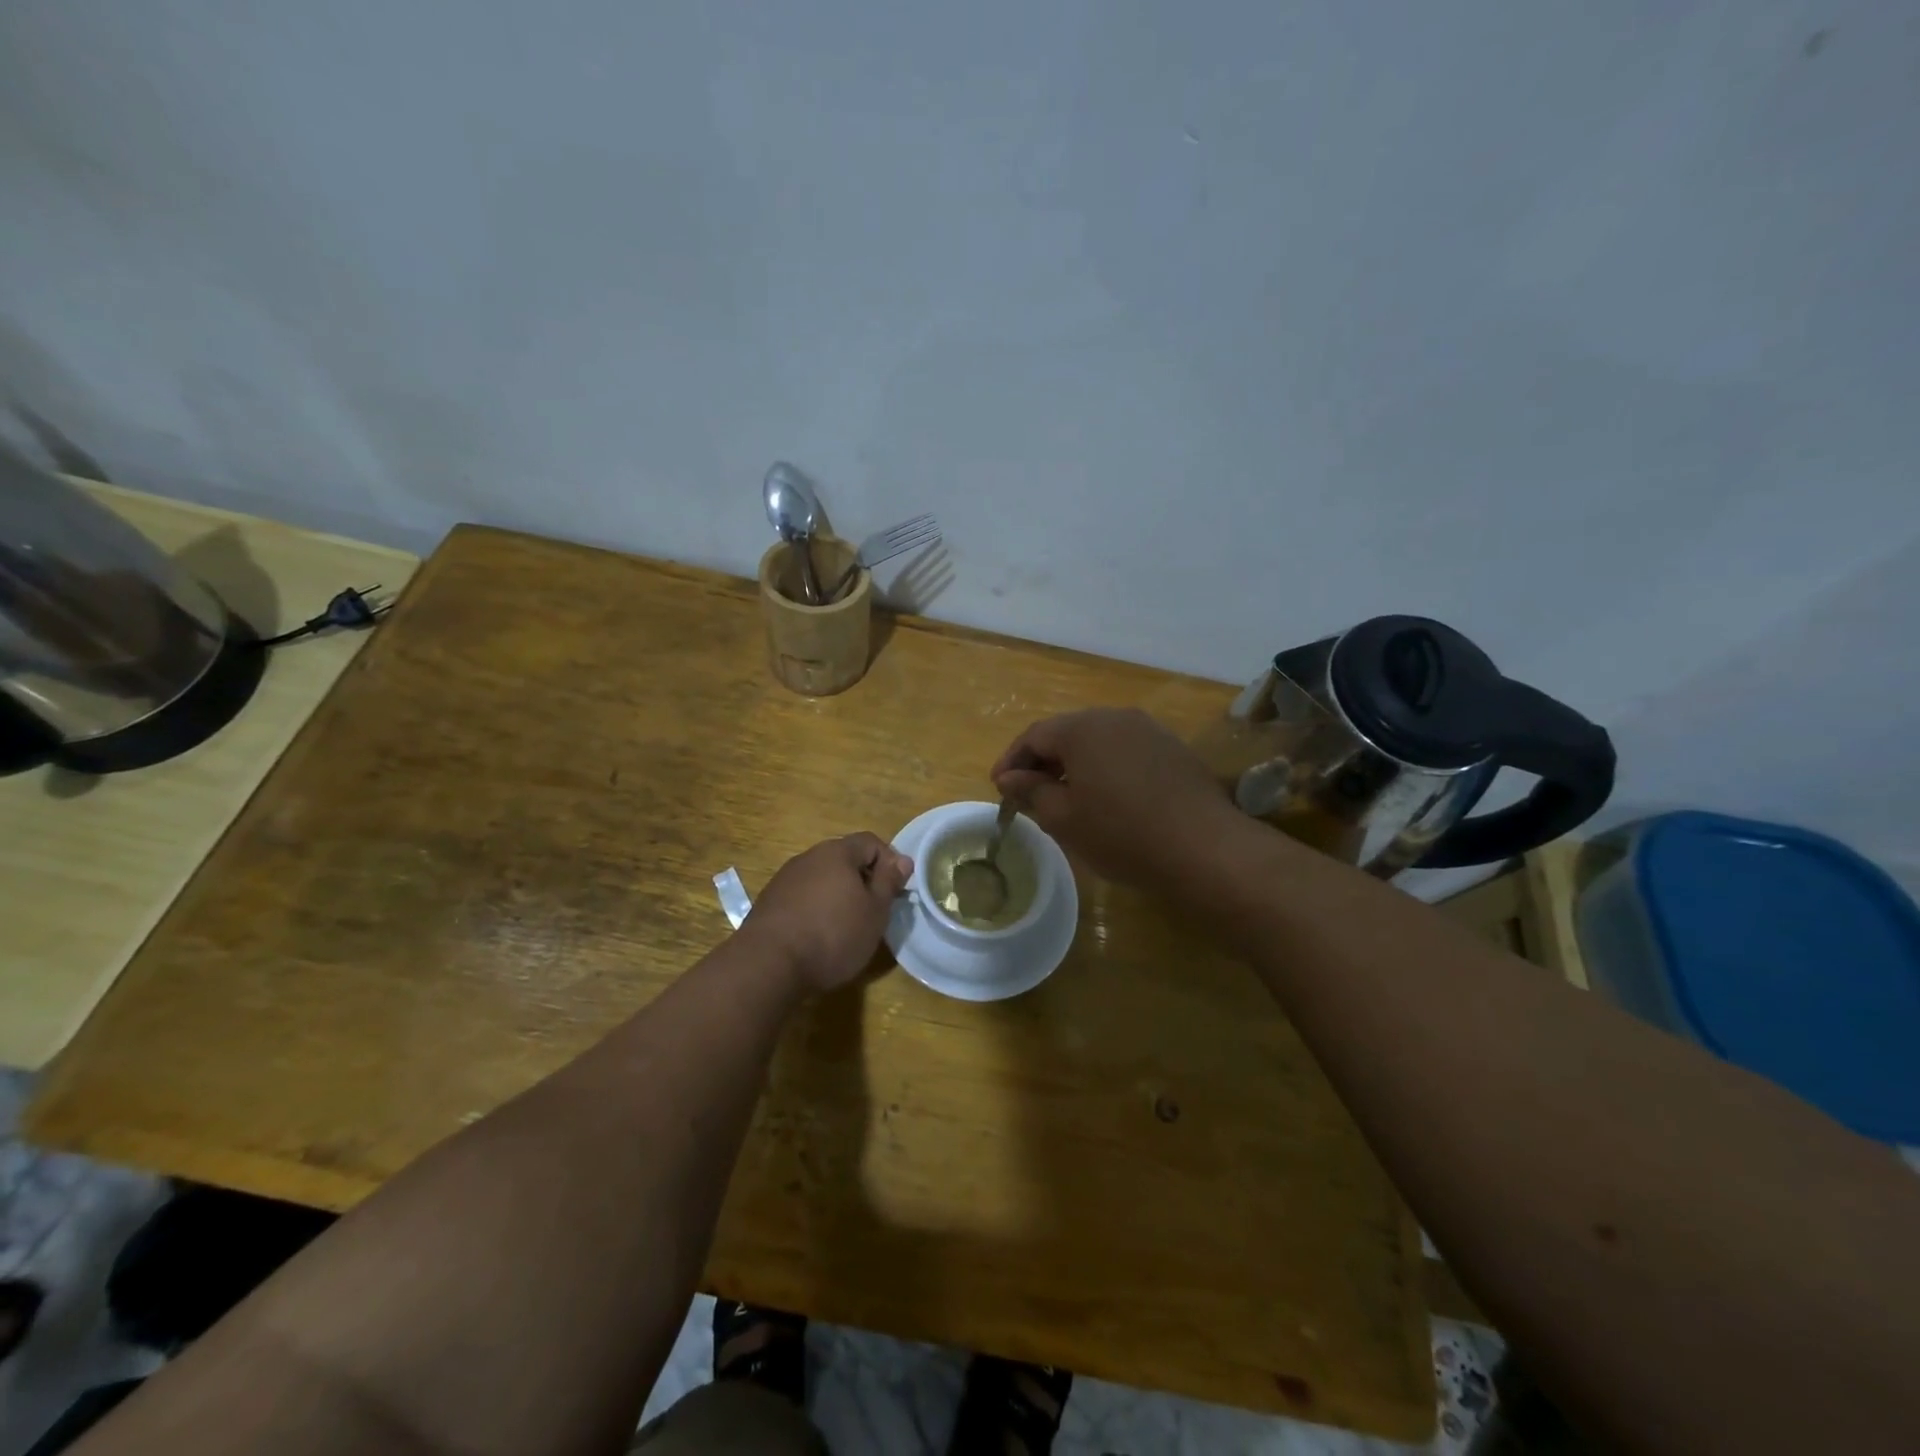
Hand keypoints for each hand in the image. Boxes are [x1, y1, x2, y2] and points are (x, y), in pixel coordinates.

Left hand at [741, 834, 913, 994]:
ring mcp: (785, 879)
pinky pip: (802, 897)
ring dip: (838, 895)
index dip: (889, 862)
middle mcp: (808, 857)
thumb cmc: (833, 934)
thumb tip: (902, 859)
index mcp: (837, 852)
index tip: (895, 891)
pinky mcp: (769, 902)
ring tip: (846, 926)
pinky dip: (815, 909)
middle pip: (844, 859)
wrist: (768, 964)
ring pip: (822, 878)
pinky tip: (817, 936)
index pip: (870, 842)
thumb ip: (889, 882)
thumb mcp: (874, 911)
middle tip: (874, 910)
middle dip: (863, 880)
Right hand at [991, 708, 1239, 887]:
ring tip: (1064, 796)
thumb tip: (1009, 778)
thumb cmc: (1121, 833)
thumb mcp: (1064, 818)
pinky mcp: (1173, 748)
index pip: (1034, 736)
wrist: (1204, 848)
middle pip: (1067, 733)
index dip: (1012, 761)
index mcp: (1082, 728)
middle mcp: (1115, 717)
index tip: (999, 787)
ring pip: (1098, 741)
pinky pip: (1125, 751)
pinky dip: (1105, 768)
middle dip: (1043, 761)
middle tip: (1027, 792)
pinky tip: (1106, 797)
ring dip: (1075, 764)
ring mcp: (1149, 729)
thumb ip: (1031, 791)